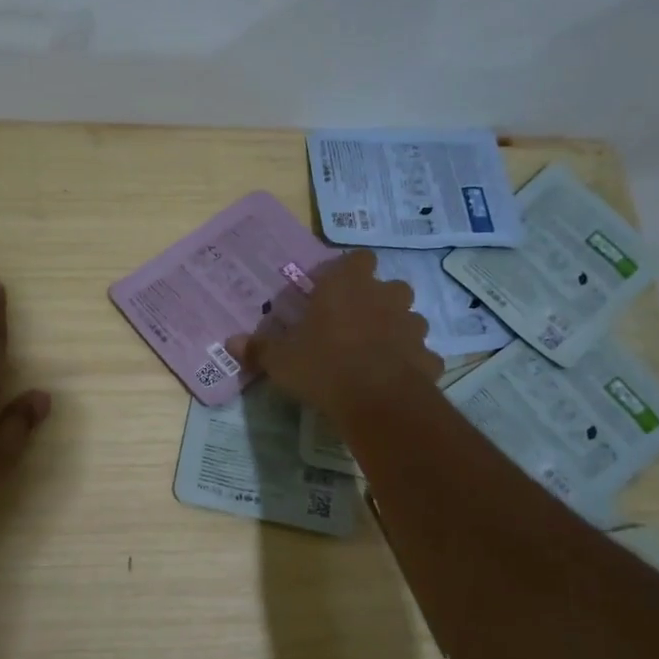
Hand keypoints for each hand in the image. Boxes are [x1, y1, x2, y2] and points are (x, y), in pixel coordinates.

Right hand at [227, 250, 440, 419]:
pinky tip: (394, 379)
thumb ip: (259, 348)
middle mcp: (386, 296)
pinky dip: (411, 363)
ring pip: (409, 319)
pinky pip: (420, 355)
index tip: (337, 289)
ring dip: (396, 330)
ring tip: (375, 353)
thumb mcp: (281, 360)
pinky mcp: (428, 356)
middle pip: (389, 287)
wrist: (376, 400)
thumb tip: (230, 342)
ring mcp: (413, 325)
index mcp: (348, 285)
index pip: (358, 259)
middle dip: (377, 301)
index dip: (350, 271)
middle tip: (354, 324)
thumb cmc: (322, 365)